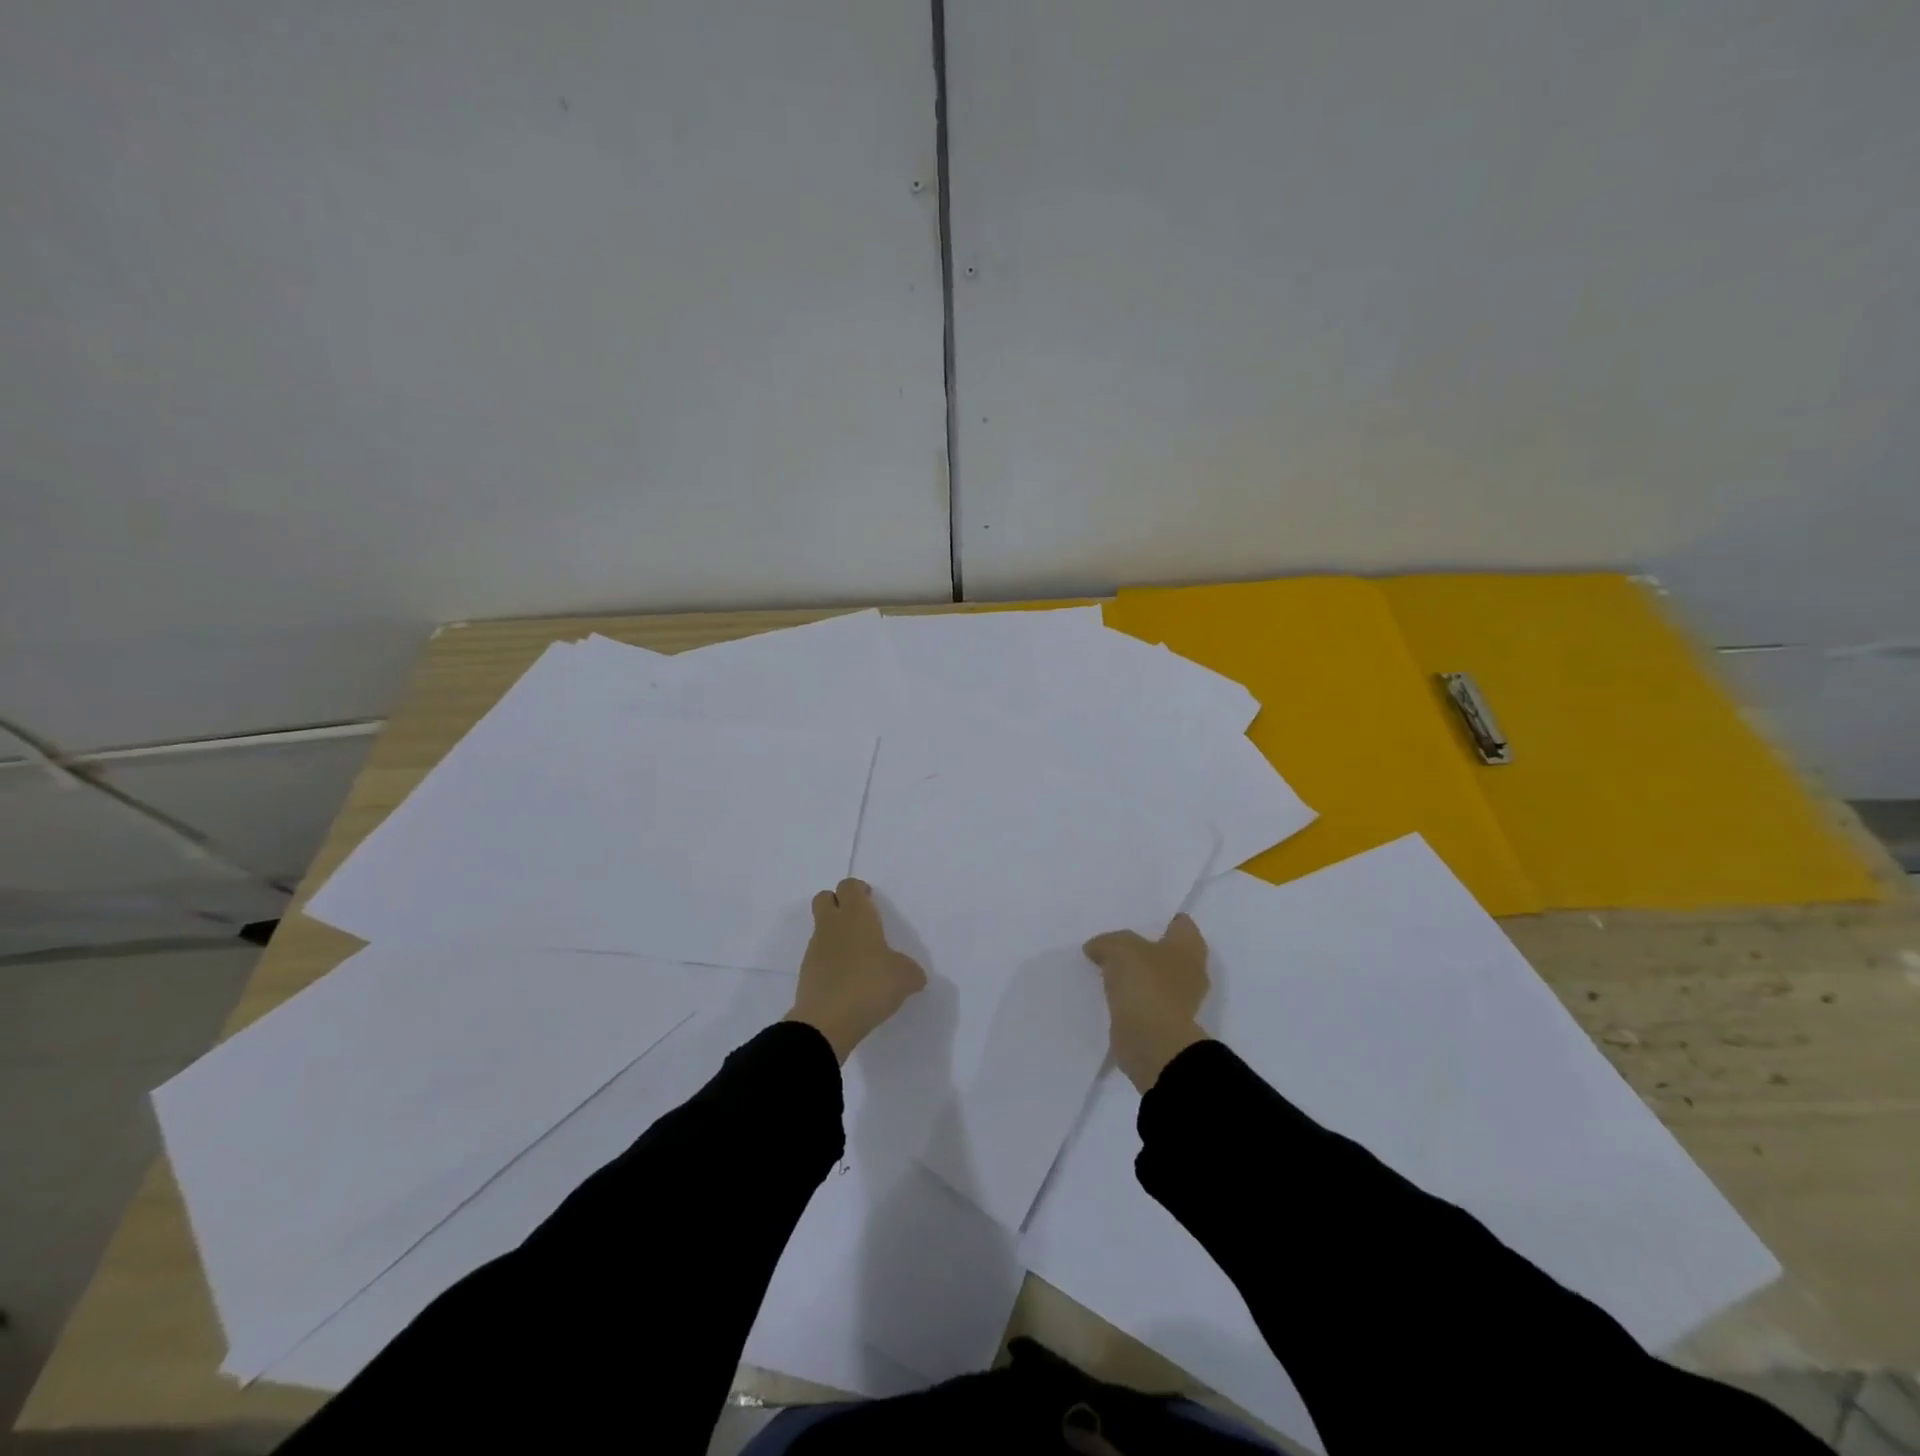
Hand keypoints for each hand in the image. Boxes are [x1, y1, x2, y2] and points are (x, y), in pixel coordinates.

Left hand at [786, 878, 926, 1062]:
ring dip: (835, 935)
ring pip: (821, 928)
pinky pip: (819, 956)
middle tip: (859, 922)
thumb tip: (913, 975)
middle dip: (838, 903)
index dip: (859, 890)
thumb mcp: (905, 978)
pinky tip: (847, 981)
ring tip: (857, 959)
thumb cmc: (870, 985)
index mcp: (856, 915)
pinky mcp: (806, 972)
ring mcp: (815, 948)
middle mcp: (832, 925)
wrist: (827, 1021)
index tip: (871, 902)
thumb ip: (911, 971)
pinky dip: (830, 961)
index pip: (849, 886)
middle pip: (824, 898)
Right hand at [1084, 913, 1211, 1091]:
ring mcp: (1179, 1000)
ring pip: (1153, 976)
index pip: (1180, 923)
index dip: (1159, 917)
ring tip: (1104, 964)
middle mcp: (1191, 972)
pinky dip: (1129, 997)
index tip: (1134, 915)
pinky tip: (1106, 991)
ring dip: (1134, 974)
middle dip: (1143, 946)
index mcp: (1190, 947)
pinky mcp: (1162, 1022)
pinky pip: (1143, 1000)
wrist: (1151, 1042)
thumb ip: (1107, 942)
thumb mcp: (1119, 947)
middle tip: (1114, 939)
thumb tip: (1096, 948)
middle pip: (1165, 950)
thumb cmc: (1146, 983)